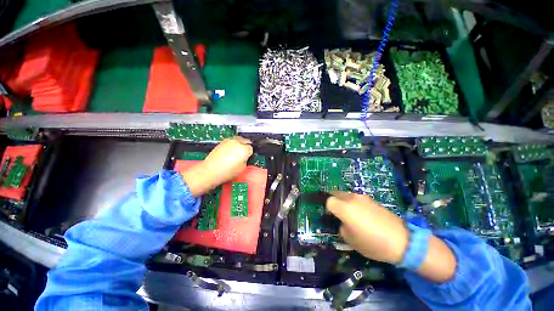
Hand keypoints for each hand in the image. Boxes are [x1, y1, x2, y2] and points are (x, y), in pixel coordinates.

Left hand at [181, 137, 252, 195]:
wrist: (211, 170)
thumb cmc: (228, 171)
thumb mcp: (242, 168)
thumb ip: (245, 160)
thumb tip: (244, 157)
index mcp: (244, 149)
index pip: (251, 148)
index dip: (250, 153)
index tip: (248, 157)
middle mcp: (237, 142)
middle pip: (246, 141)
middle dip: (246, 145)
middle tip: (244, 153)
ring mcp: (229, 141)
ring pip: (238, 139)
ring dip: (239, 144)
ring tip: (237, 151)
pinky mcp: (221, 142)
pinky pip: (231, 141)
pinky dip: (232, 144)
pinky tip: (229, 151)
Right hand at [327, 191, 455, 282]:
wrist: (402, 240)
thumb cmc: (372, 243)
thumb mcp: (350, 240)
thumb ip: (342, 227)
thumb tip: (343, 221)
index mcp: (344, 207)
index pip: (328, 201)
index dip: (328, 209)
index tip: (332, 217)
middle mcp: (351, 198)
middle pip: (336, 193)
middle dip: (334, 201)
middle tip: (337, 213)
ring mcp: (362, 197)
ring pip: (346, 195)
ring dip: (344, 201)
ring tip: (350, 214)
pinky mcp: (372, 199)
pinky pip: (356, 198)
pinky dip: (354, 203)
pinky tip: (363, 215)